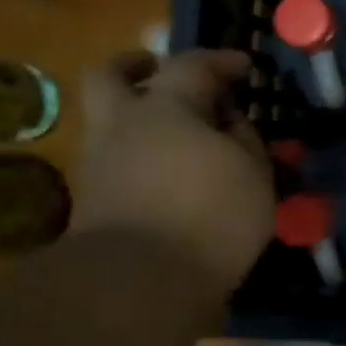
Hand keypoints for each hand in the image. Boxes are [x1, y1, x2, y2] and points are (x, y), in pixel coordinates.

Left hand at [74, 50, 273, 291]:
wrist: (138, 283)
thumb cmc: (209, 217)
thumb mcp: (254, 176)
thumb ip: (245, 141)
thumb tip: (231, 124)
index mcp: (164, 108)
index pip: (192, 65)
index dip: (222, 61)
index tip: (245, 67)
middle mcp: (121, 125)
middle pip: (110, 76)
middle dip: (135, 68)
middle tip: (159, 73)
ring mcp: (98, 164)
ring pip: (109, 123)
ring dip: (137, 121)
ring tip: (177, 141)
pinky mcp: (91, 203)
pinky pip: (116, 164)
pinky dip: (139, 161)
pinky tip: (168, 179)